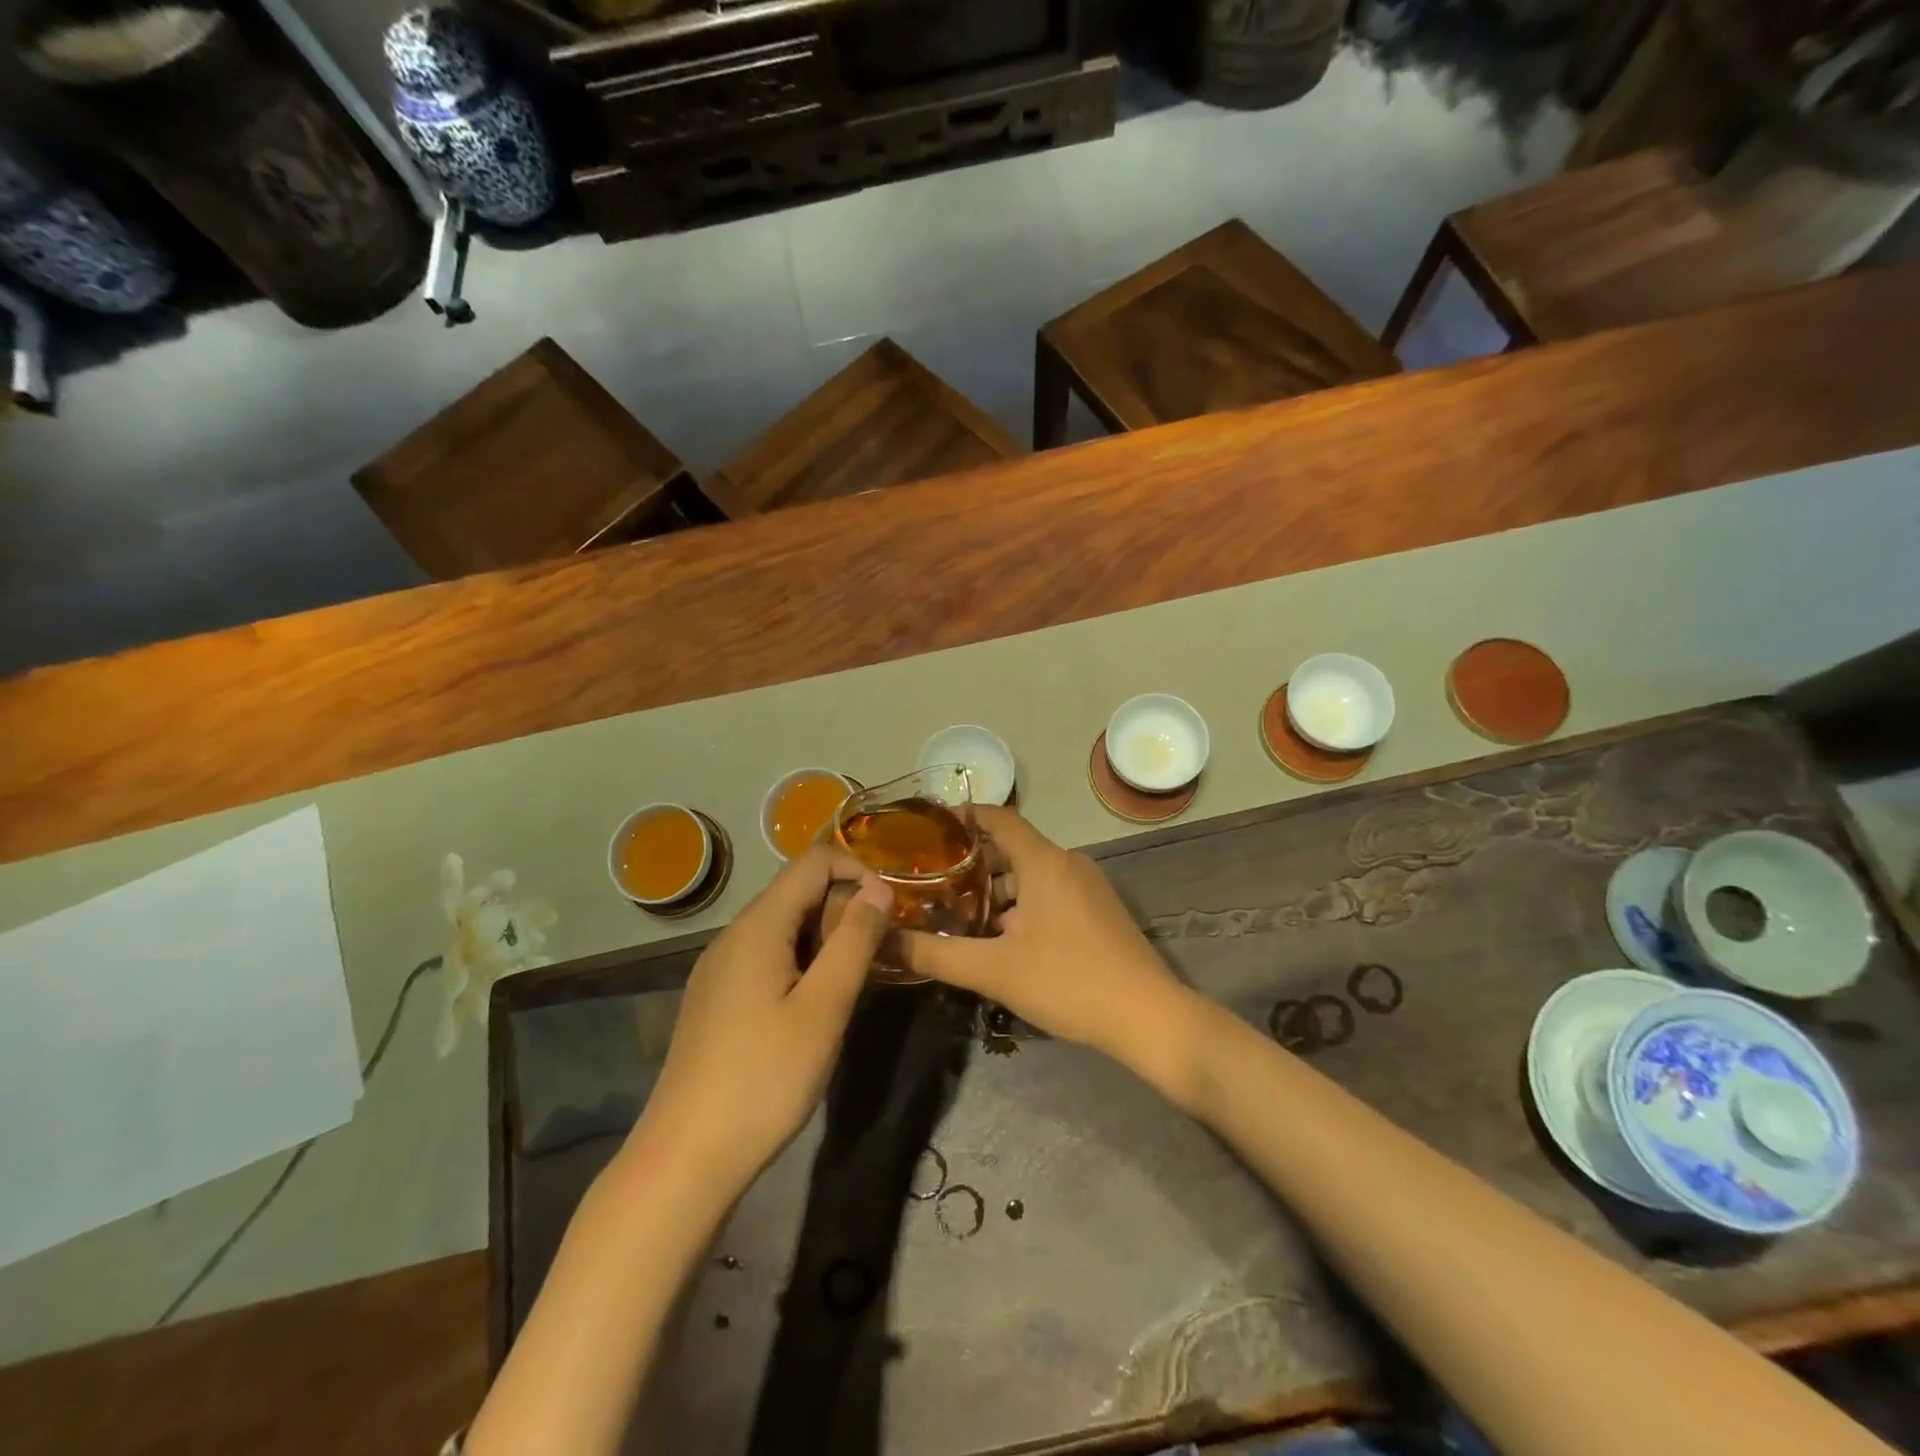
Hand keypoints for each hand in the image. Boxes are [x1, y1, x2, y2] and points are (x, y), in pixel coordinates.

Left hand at [622, 845, 893, 1198]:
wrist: (685, 1158)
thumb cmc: (764, 1079)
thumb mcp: (824, 1008)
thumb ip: (855, 941)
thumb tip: (880, 887)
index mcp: (757, 926)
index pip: (814, 862)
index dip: (858, 871)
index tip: (890, 912)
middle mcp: (733, 935)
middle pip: (798, 891)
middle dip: (845, 909)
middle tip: (878, 956)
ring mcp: (719, 968)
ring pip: (784, 926)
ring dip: (825, 938)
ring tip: (853, 982)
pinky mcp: (716, 998)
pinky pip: (767, 956)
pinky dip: (801, 962)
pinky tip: (814, 1006)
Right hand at [896, 808, 1203, 1089]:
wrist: (1147, 1016)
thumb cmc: (1068, 981)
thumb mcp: (994, 970)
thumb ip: (936, 954)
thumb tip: (884, 941)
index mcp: (1043, 861)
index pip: (999, 818)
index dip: (964, 817)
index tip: (929, 828)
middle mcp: (1067, 862)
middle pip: (1012, 847)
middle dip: (972, 861)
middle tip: (932, 881)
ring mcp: (1087, 885)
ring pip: (1031, 873)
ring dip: (996, 887)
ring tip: (960, 913)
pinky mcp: (1098, 909)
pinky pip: (1051, 890)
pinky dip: (1022, 901)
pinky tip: (1002, 936)